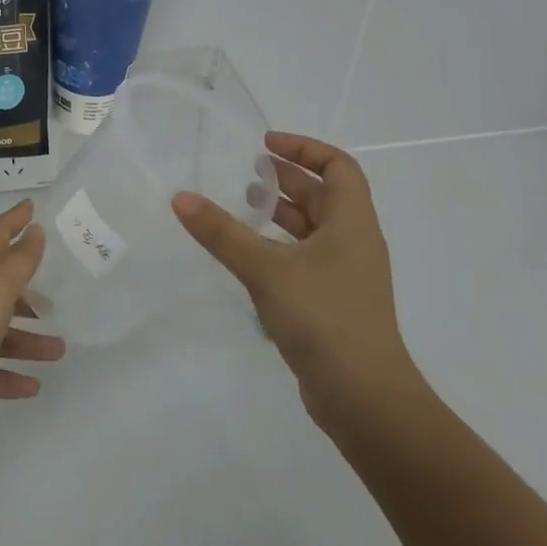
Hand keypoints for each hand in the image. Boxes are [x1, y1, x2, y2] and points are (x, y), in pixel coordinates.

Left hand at [0, 199, 65, 437]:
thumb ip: (18, 261)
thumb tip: (34, 228)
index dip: (13, 220)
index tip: (31, 206)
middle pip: (0, 289)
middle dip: (28, 291)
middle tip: (59, 297)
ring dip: (28, 341)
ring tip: (59, 350)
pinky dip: (8, 379)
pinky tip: (33, 387)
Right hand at [172, 132, 421, 439]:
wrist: (365, 400)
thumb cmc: (324, 319)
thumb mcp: (266, 270)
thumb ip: (222, 233)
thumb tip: (181, 198)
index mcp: (352, 223)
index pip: (338, 166)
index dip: (304, 149)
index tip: (264, 145)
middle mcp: (354, 243)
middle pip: (324, 195)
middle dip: (286, 179)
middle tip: (244, 172)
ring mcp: (346, 276)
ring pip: (313, 229)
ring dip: (281, 214)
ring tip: (241, 208)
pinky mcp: (333, 304)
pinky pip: (306, 259)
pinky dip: (279, 247)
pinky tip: (248, 258)